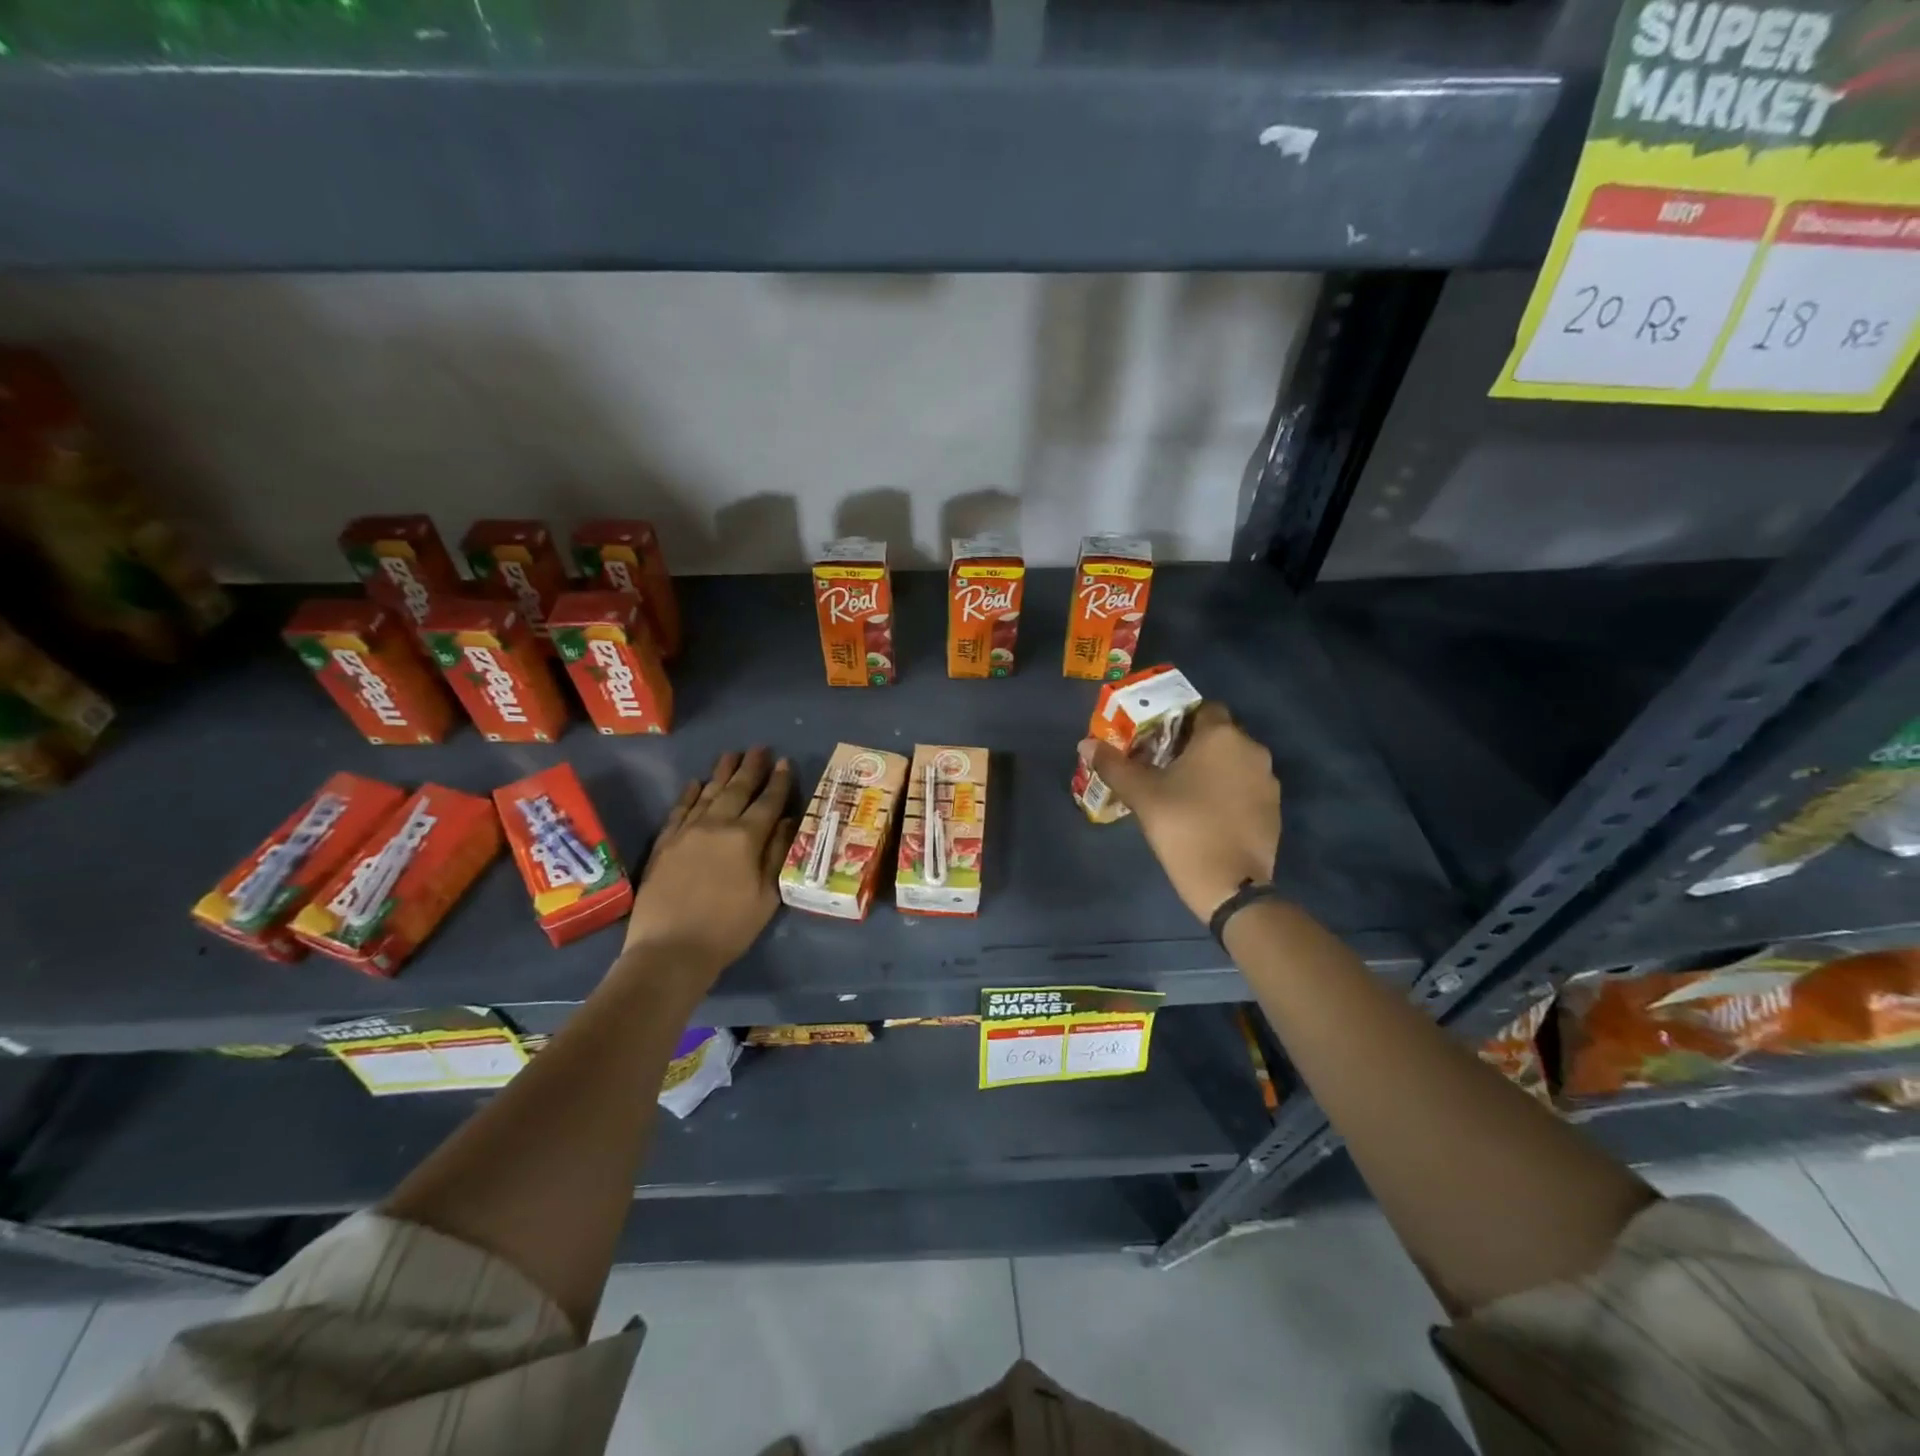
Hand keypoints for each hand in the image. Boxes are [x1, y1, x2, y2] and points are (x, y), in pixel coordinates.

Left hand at [616, 748, 795, 996]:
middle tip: (759, 748)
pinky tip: (696, 783)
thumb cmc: (729, 928)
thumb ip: (777, 853)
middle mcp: (716, 825)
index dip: (778, 781)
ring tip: (731, 755)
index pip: (767, 802)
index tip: (785, 762)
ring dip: (722, 773)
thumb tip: (788, 820)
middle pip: (737, 790)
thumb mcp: (767, 895)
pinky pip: (679, 810)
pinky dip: (689, 794)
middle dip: (751, 768)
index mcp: (746, 838)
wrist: (670, 950)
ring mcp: (687, 832)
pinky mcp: (665, 844)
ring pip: (708, 793)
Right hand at [1082, 702, 1279, 923]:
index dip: (1179, 719)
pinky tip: (1206, 813)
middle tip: (1162, 765)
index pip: (1204, 708)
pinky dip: (1228, 792)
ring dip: (1212, 769)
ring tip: (1183, 791)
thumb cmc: (1183, 826)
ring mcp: (1268, 780)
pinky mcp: (1273, 808)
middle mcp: (1252, 749)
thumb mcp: (1142, 794)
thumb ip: (1114, 765)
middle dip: (1193, 745)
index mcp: (1221, 736)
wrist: (1229, 884)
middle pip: (1220, 735)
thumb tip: (1086, 744)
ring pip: (1234, 762)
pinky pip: (1246, 787)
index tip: (1156, 739)